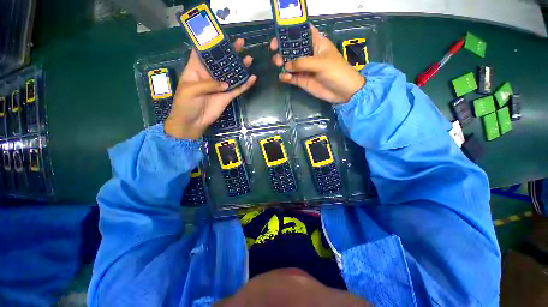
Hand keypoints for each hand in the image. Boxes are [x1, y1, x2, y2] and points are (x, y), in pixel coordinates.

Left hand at [165, 38, 255, 138]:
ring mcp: (220, 86)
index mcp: (196, 69)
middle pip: (221, 62)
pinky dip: (245, 84)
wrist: (192, 122)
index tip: (221, 36)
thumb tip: (226, 83)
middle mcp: (209, 75)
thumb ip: (208, 84)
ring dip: (240, 66)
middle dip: (230, 52)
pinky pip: (238, 89)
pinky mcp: (227, 96)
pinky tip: (252, 78)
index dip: (211, 43)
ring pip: (232, 74)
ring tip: (248, 57)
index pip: (203, 53)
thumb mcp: (191, 90)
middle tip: (241, 43)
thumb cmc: (185, 104)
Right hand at [270, 25, 364, 103]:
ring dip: (281, 62)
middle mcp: (308, 54)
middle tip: (275, 51)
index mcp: (316, 43)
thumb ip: (303, 63)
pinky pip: (290, 77)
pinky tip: (284, 77)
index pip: (302, 32)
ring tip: (279, 64)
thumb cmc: (336, 72)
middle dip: (282, 47)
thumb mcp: (321, 63)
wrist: (342, 92)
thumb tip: (286, 65)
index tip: (280, 34)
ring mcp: (304, 68)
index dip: (290, 31)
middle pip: (292, 47)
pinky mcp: (302, 80)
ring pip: (289, 63)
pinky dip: (285, 76)